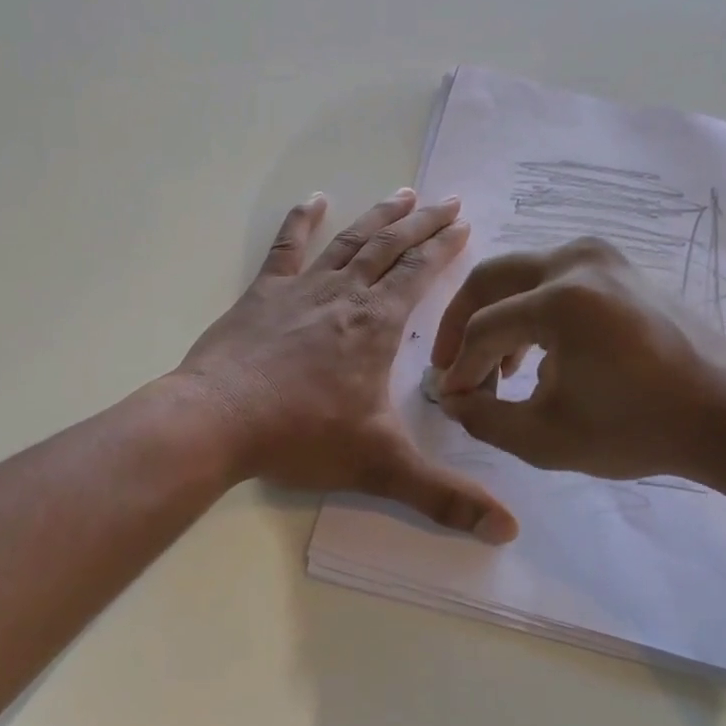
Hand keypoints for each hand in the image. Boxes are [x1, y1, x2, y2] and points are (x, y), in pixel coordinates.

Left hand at [177, 189, 518, 542]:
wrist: (217, 421)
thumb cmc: (300, 436)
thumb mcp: (380, 466)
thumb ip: (444, 498)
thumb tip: (508, 531)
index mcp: (375, 326)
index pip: (419, 275)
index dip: (444, 248)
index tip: (464, 224)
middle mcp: (345, 296)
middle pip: (390, 248)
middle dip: (422, 223)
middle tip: (447, 200)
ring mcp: (301, 290)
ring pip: (349, 242)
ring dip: (378, 217)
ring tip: (402, 194)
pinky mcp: (263, 294)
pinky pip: (286, 248)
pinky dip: (301, 221)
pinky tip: (313, 200)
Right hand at [430, 237, 725, 482]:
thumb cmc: (637, 429)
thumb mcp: (545, 438)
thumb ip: (484, 419)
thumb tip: (452, 399)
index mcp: (560, 298)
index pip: (484, 328)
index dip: (459, 367)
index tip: (451, 399)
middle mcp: (578, 261)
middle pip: (492, 279)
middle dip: (462, 323)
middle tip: (450, 365)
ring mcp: (604, 258)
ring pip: (523, 277)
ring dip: (498, 318)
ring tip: (496, 370)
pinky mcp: (621, 268)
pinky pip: (556, 279)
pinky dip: (533, 311)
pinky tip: (536, 356)